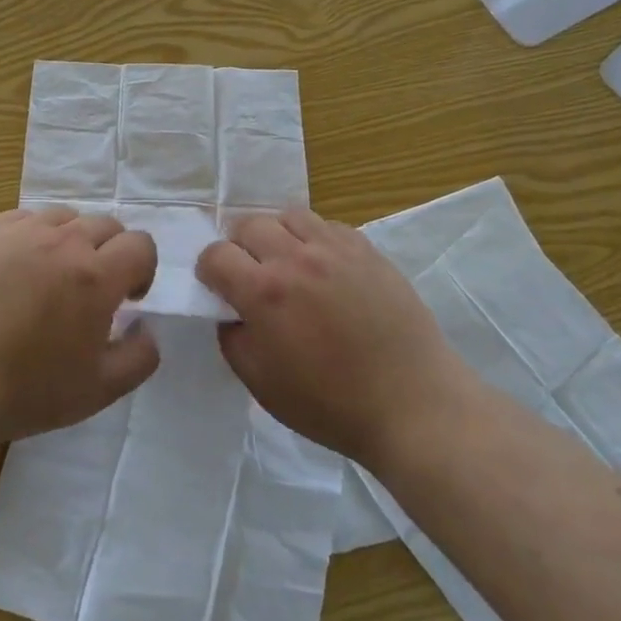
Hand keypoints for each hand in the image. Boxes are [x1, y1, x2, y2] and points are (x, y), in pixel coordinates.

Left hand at [0, 206, 160, 446]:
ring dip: (74, 239)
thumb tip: (146, 326)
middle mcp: (65, 242)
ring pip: (67, 217)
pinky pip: (27, 218)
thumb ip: (140, 356)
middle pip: (107, 225)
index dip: (142, 270)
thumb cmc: (26, 390)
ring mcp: (22, 232)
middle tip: (93, 290)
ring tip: (55, 274)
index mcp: (97, 277)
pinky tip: (21, 266)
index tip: (128, 299)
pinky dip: (37, 235)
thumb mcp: (99, 390)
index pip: (140, 245)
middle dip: (112, 253)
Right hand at [196, 207, 454, 465]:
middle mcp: (296, 258)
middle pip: (249, 224)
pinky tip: (323, 268)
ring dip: (277, 235)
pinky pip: (327, 226)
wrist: (411, 403)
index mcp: (264, 292)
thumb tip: (232, 310)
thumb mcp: (260, 383)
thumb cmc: (330, 404)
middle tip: (251, 276)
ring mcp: (335, 248)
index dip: (208, 271)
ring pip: (289, 216)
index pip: (216, 255)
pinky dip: (315, 239)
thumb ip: (233, 337)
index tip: (217, 288)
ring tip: (287, 263)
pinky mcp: (367, 249)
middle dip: (239, 247)